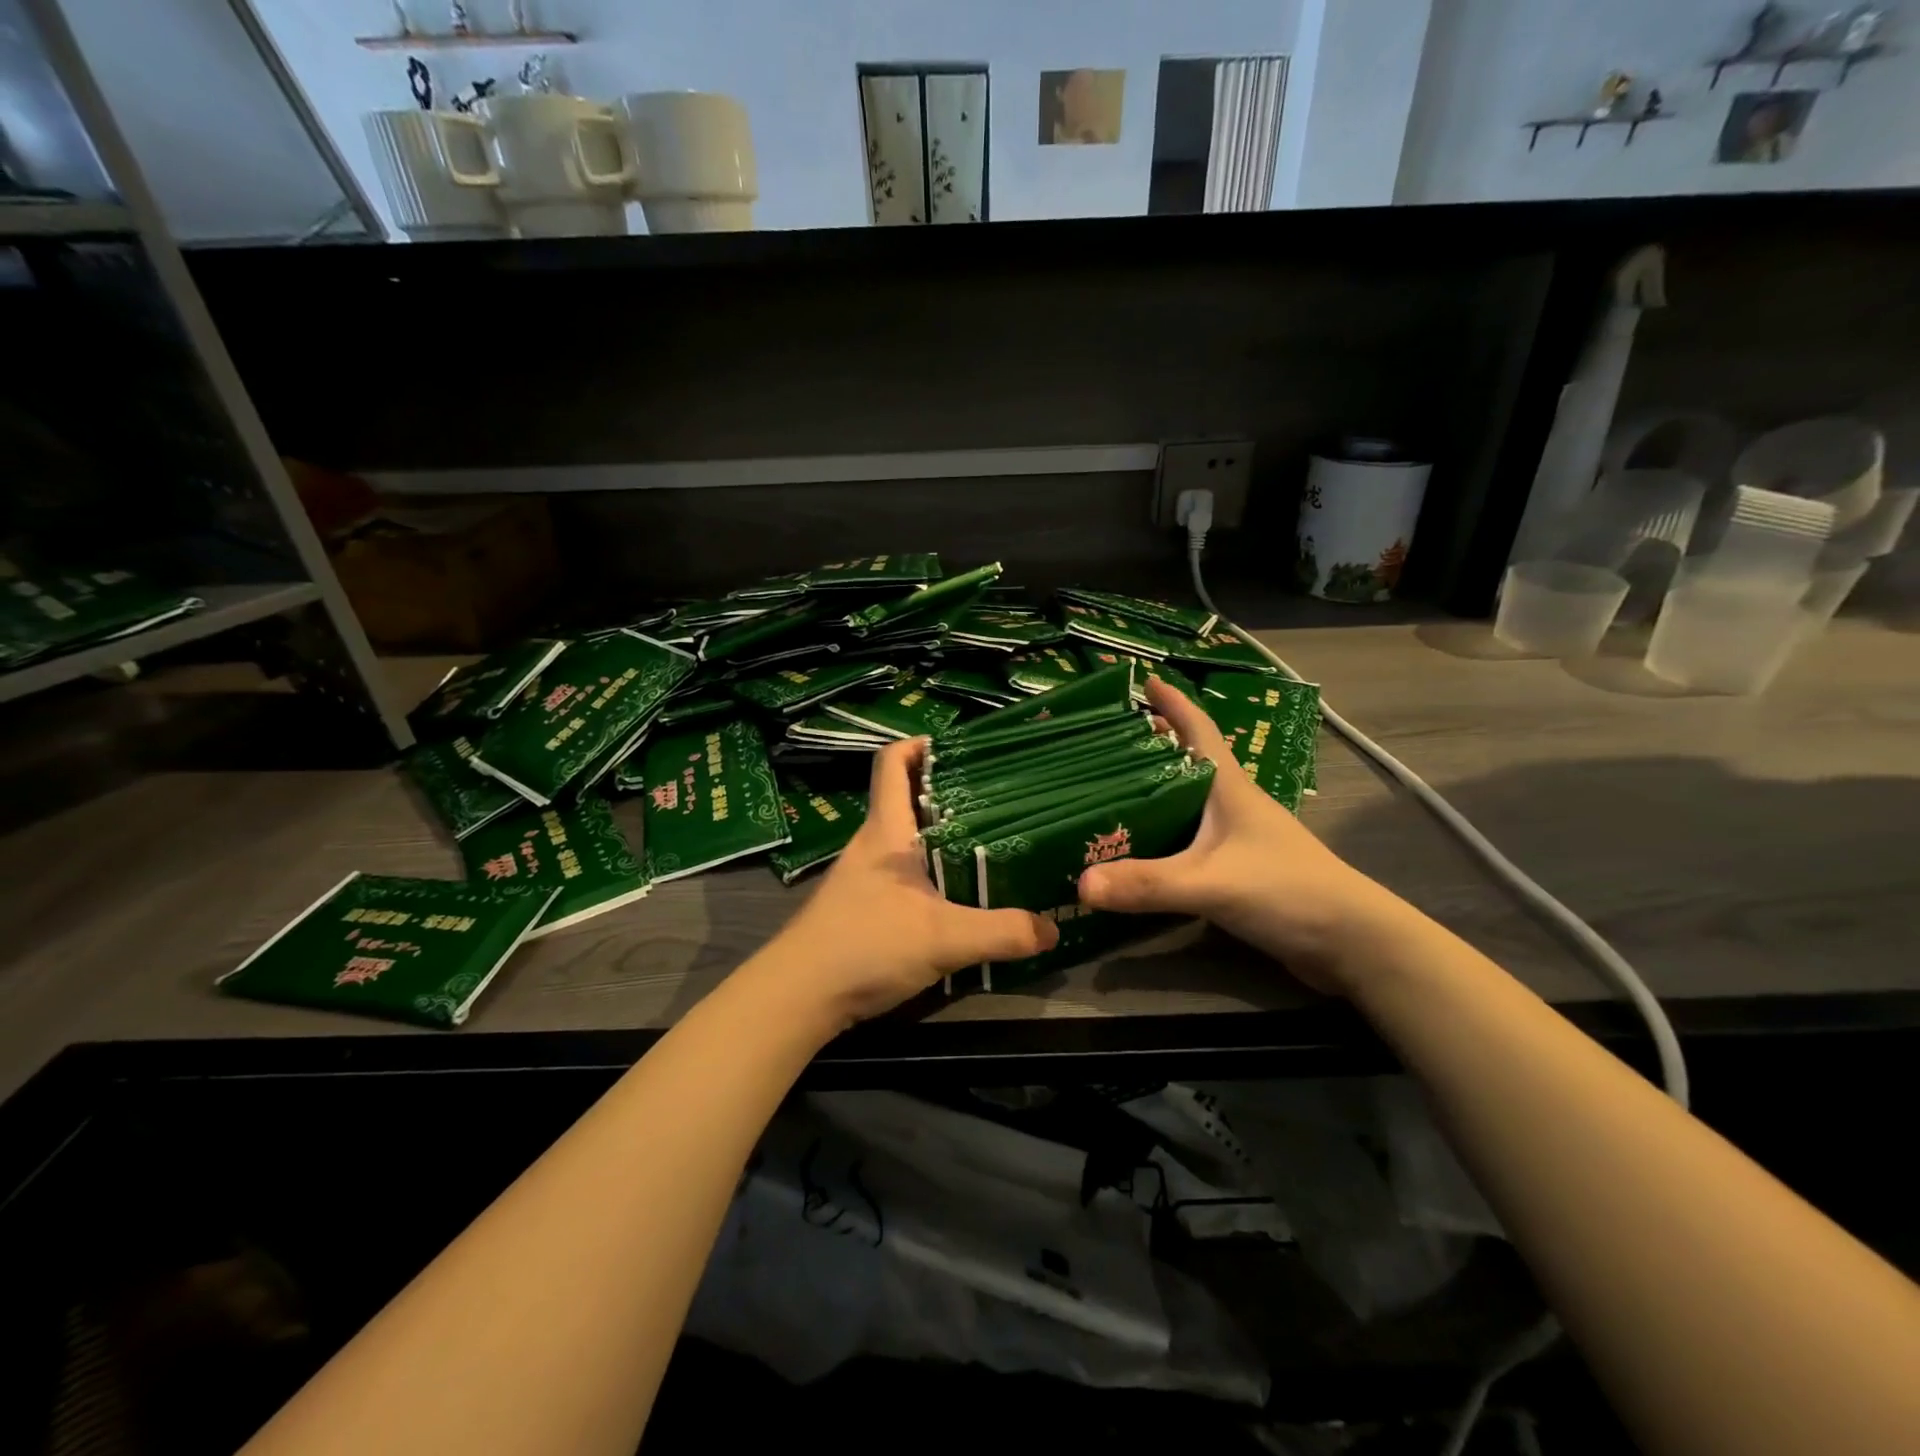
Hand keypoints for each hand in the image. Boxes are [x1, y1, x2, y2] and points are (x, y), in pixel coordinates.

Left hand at [765, 737, 1057, 1026]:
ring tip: (989, 841)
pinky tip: (958, 892)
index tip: (962, 747)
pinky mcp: (863, 906)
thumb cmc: (865, 946)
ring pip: (907, 839)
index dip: (921, 745)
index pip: (893, 763)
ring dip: (942, 834)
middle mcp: (872, 845)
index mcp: (886, 831)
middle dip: (948, 791)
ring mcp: (863, 876)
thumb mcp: (943, 939)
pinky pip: (903, 873)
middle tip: (997, 797)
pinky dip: (931, 870)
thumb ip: (1002, 932)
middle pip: (906, 798)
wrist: (798, 996)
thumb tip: (1053, 928)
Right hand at [1076, 676, 1405, 994]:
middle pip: (1188, 761)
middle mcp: (1233, 804)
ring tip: (1113, 788)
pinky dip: (1164, 832)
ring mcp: (1239, 836)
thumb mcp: (1211, 882)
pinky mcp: (1238, 867)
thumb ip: (1148, 883)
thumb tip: (1081, 883)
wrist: (1351, 941)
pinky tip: (1141, 846)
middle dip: (1153, 744)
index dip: (1175, 703)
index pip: (1199, 729)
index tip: (1146, 681)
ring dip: (1156, 788)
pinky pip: (1190, 838)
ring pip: (1188, 800)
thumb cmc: (1286, 889)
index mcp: (1229, 787)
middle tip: (1109, 740)